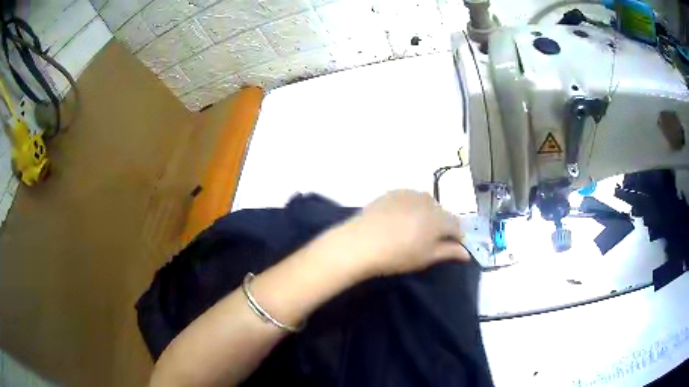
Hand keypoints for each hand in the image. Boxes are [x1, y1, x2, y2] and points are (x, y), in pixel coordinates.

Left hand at [334, 190, 469, 278]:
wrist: (361, 243)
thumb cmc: (397, 255)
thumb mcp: (426, 257)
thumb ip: (449, 252)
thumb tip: (466, 253)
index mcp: (440, 217)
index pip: (457, 226)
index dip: (457, 237)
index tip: (451, 247)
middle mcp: (428, 200)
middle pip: (442, 213)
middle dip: (441, 225)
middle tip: (429, 241)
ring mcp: (409, 193)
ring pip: (427, 204)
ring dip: (426, 215)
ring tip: (413, 230)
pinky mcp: (393, 192)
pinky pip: (410, 199)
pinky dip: (411, 208)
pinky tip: (399, 220)